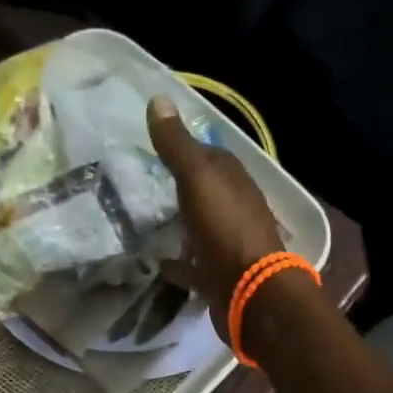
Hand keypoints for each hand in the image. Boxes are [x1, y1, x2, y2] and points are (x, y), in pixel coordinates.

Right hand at [146, 94, 285, 337]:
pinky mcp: (219, 276)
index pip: (210, 156)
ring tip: (144, 222)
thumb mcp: (198, 180)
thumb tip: (159, 98)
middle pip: (206, 193)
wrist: (251, 294)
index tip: (154, 147)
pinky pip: (194, 266)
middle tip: (142, 186)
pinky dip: (178, 263)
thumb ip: (177, 145)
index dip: (185, 148)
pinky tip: (156, 263)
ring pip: (200, 228)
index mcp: (234, 181)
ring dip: (179, 224)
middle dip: (179, 188)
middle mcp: (235, 209)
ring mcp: (229, 244)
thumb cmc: (225, 230)